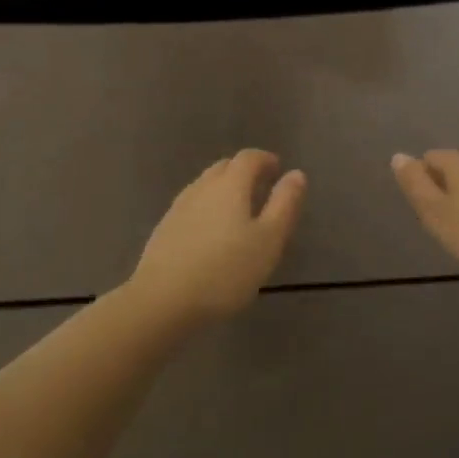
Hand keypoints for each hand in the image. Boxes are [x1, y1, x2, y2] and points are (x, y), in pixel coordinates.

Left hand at [127, 150, 306, 327]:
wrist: (162, 299)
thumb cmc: (225, 271)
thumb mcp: (268, 240)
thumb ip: (284, 205)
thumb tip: (296, 174)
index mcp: (230, 185)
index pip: (249, 158)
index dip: (265, 159)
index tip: (278, 169)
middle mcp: (202, 187)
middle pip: (224, 167)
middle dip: (244, 172)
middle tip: (261, 189)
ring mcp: (179, 206)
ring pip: (206, 186)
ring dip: (224, 189)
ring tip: (238, 212)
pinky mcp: (165, 227)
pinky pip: (192, 206)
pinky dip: (208, 208)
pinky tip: (211, 232)